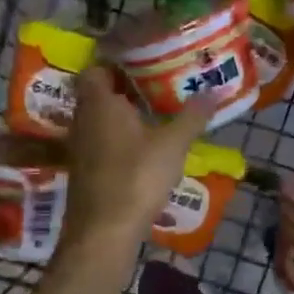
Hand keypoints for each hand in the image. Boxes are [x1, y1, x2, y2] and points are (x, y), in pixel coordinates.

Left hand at [59, 68, 213, 251]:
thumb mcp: (172, 144)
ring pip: (99, 120)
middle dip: (124, 88)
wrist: (104, 232)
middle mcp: (83, 120)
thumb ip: (192, 116)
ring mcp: (80, 148)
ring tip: (155, 113)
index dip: (115, 63)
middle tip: (157, 84)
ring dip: (122, 116)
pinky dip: (119, 139)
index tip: (143, 61)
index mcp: (99, 103)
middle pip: (98, 94)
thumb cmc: (136, 177)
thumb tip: (214, 91)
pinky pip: (101, 142)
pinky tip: (144, 147)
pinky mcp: (85, 171)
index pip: (95, 69)